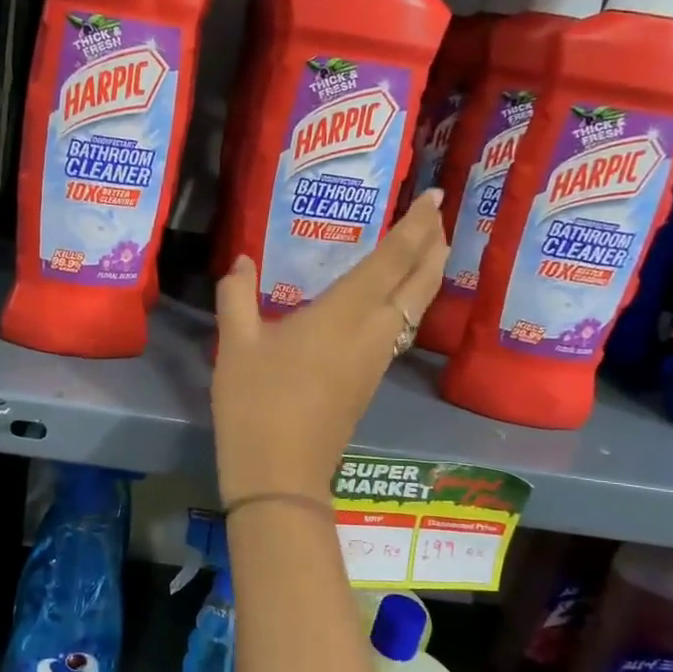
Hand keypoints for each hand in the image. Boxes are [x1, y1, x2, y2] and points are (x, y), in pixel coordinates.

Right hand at [211, 188, 447, 504]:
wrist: (280, 474)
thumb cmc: (256, 402)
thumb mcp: (236, 344)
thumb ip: (237, 295)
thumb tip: (241, 261)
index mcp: (346, 313)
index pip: (394, 258)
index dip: (417, 225)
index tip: (434, 197)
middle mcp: (374, 331)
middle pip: (420, 282)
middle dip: (433, 246)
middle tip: (435, 217)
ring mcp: (376, 360)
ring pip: (415, 307)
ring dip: (425, 274)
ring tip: (421, 250)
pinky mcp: (370, 381)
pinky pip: (401, 328)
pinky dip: (407, 301)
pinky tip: (387, 301)